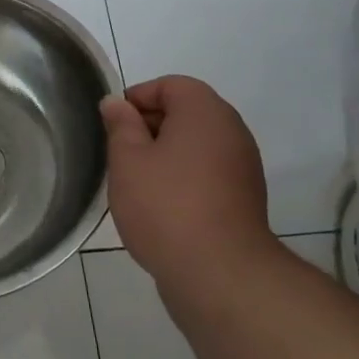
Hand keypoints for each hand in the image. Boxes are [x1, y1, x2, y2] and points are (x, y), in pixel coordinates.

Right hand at [99, 76, 272, 281]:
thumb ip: (120, 125)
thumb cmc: (165, 205)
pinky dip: (184, 177)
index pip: (170, 85)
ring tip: (137, 181)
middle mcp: (231, 131)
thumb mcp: (127, 160)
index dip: (137, 98)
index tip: (113, 124)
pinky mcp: (244, 198)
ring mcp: (243, 166)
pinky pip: (208, 171)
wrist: (220, 273)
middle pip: (186, 112)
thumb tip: (116, 103)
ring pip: (196, 144)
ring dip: (165, 154)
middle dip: (149, 126)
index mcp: (205, 112)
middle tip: (120, 152)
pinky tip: (161, 204)